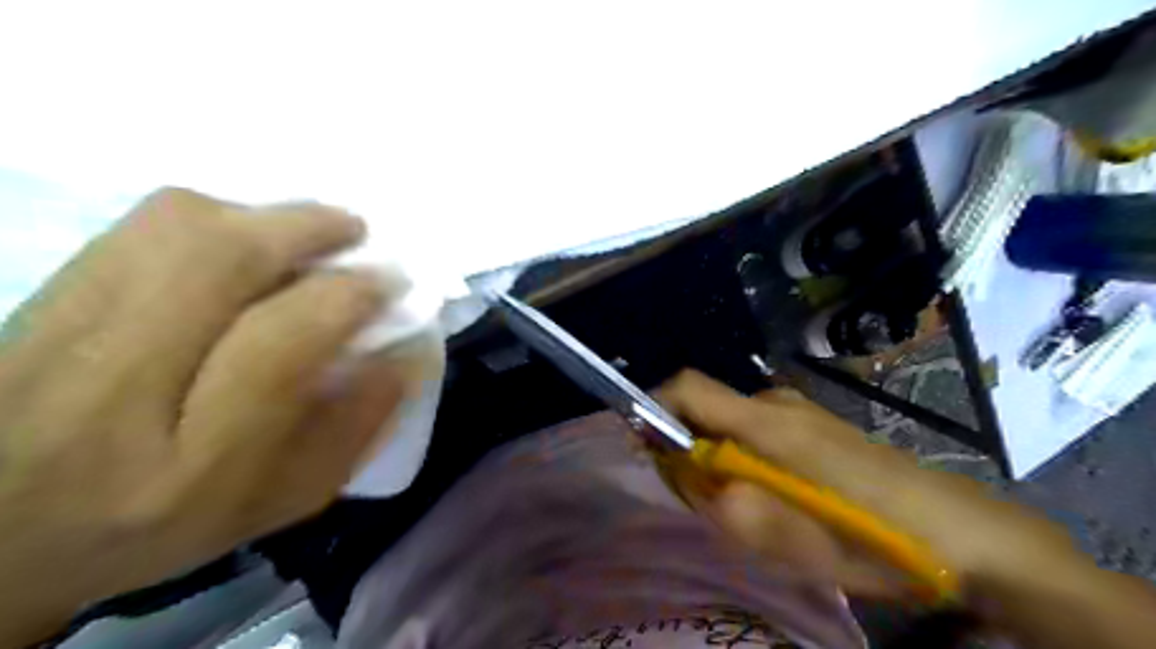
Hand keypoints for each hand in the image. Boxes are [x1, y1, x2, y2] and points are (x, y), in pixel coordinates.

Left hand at [0, 184, 403, 642]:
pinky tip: (242, 240)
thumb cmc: (173, 521)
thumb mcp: (285, 500)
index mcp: (192, 465)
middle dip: (306, 230)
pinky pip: (137, 224)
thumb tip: (404, 353)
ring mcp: (58, 334)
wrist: (8, 530)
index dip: (346, 298)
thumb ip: (356, 427)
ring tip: (306, 232)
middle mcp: (113, 391)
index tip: (389, 285)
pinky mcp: (38, 296)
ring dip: (261, 216)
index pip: (277, 348)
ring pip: (171, 229)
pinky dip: (210, 216)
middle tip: (356, 233)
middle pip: (215, 264)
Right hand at [659, 370, 1154, 647]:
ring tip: (747, 508)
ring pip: (728, 422)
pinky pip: (753, 430)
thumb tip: (689, 475)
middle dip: (686, 450)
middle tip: (706, 502)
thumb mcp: (795, 544)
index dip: (653, 406)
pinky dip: (741, 456)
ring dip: (716, 458)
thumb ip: (731, 507)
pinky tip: (775, 495)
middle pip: (704, 408)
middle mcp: (775, 402)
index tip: (643, 446)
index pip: (688, 387)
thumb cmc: (875, 537)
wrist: (960, 532)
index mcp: (767, 422)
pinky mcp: (811, 423)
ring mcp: (797, 409)